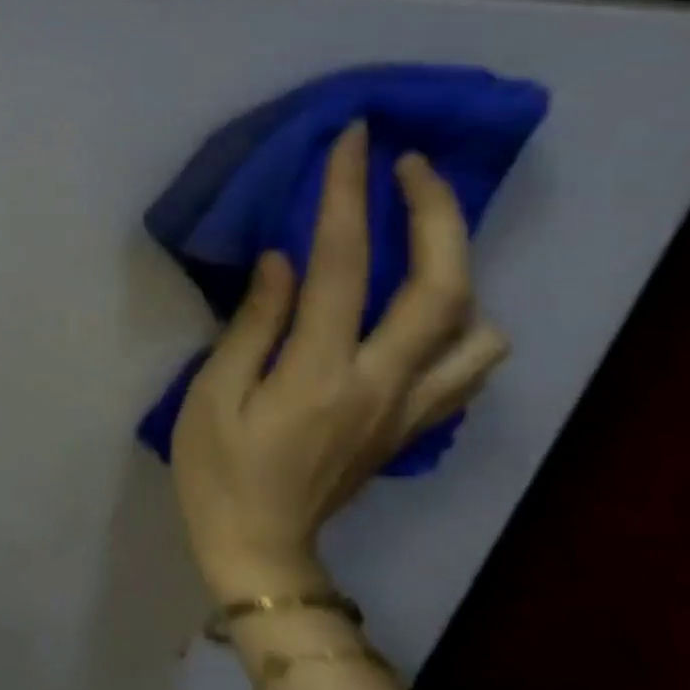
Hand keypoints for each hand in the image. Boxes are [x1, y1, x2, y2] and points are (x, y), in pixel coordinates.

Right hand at [170, 122, 509, 601]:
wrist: (260, 547)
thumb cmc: (217, 469)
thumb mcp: (211, 395)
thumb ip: (253, 325)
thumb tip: (281, 261)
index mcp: (319, 373)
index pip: (342, 265)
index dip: (347, 195)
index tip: (353, 141)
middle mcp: (382, 383)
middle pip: (442, 286)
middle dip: (436, 212)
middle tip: (412, 166)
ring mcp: (409, 409)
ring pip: (477, 327)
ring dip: (460, 268)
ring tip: (420, 240)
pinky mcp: (413, 426)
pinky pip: (468, 369)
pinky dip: (463, 326)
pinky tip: (425, 313)